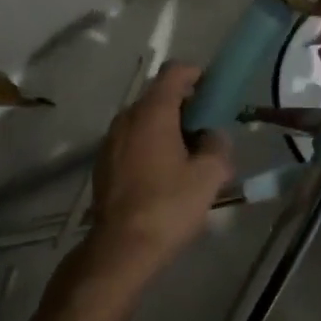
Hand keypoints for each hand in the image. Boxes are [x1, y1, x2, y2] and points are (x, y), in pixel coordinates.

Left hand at [86, 64, 235, 279]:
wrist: (120, 248)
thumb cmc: (168, 207)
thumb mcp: (208, 177)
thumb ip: (217, 147)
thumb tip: (213, 136)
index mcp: (152, 112)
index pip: (174, 72)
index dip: (196, 74)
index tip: (213, 93)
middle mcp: (127, 117)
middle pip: (158, 95)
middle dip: (184, 106)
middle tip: (206, 131)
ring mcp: (110, 140)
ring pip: (144, 119)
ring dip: (166, 127)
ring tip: (187, 157)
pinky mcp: (103, 162)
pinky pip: (131, 140)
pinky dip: (149, 145)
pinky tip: (162, 175)